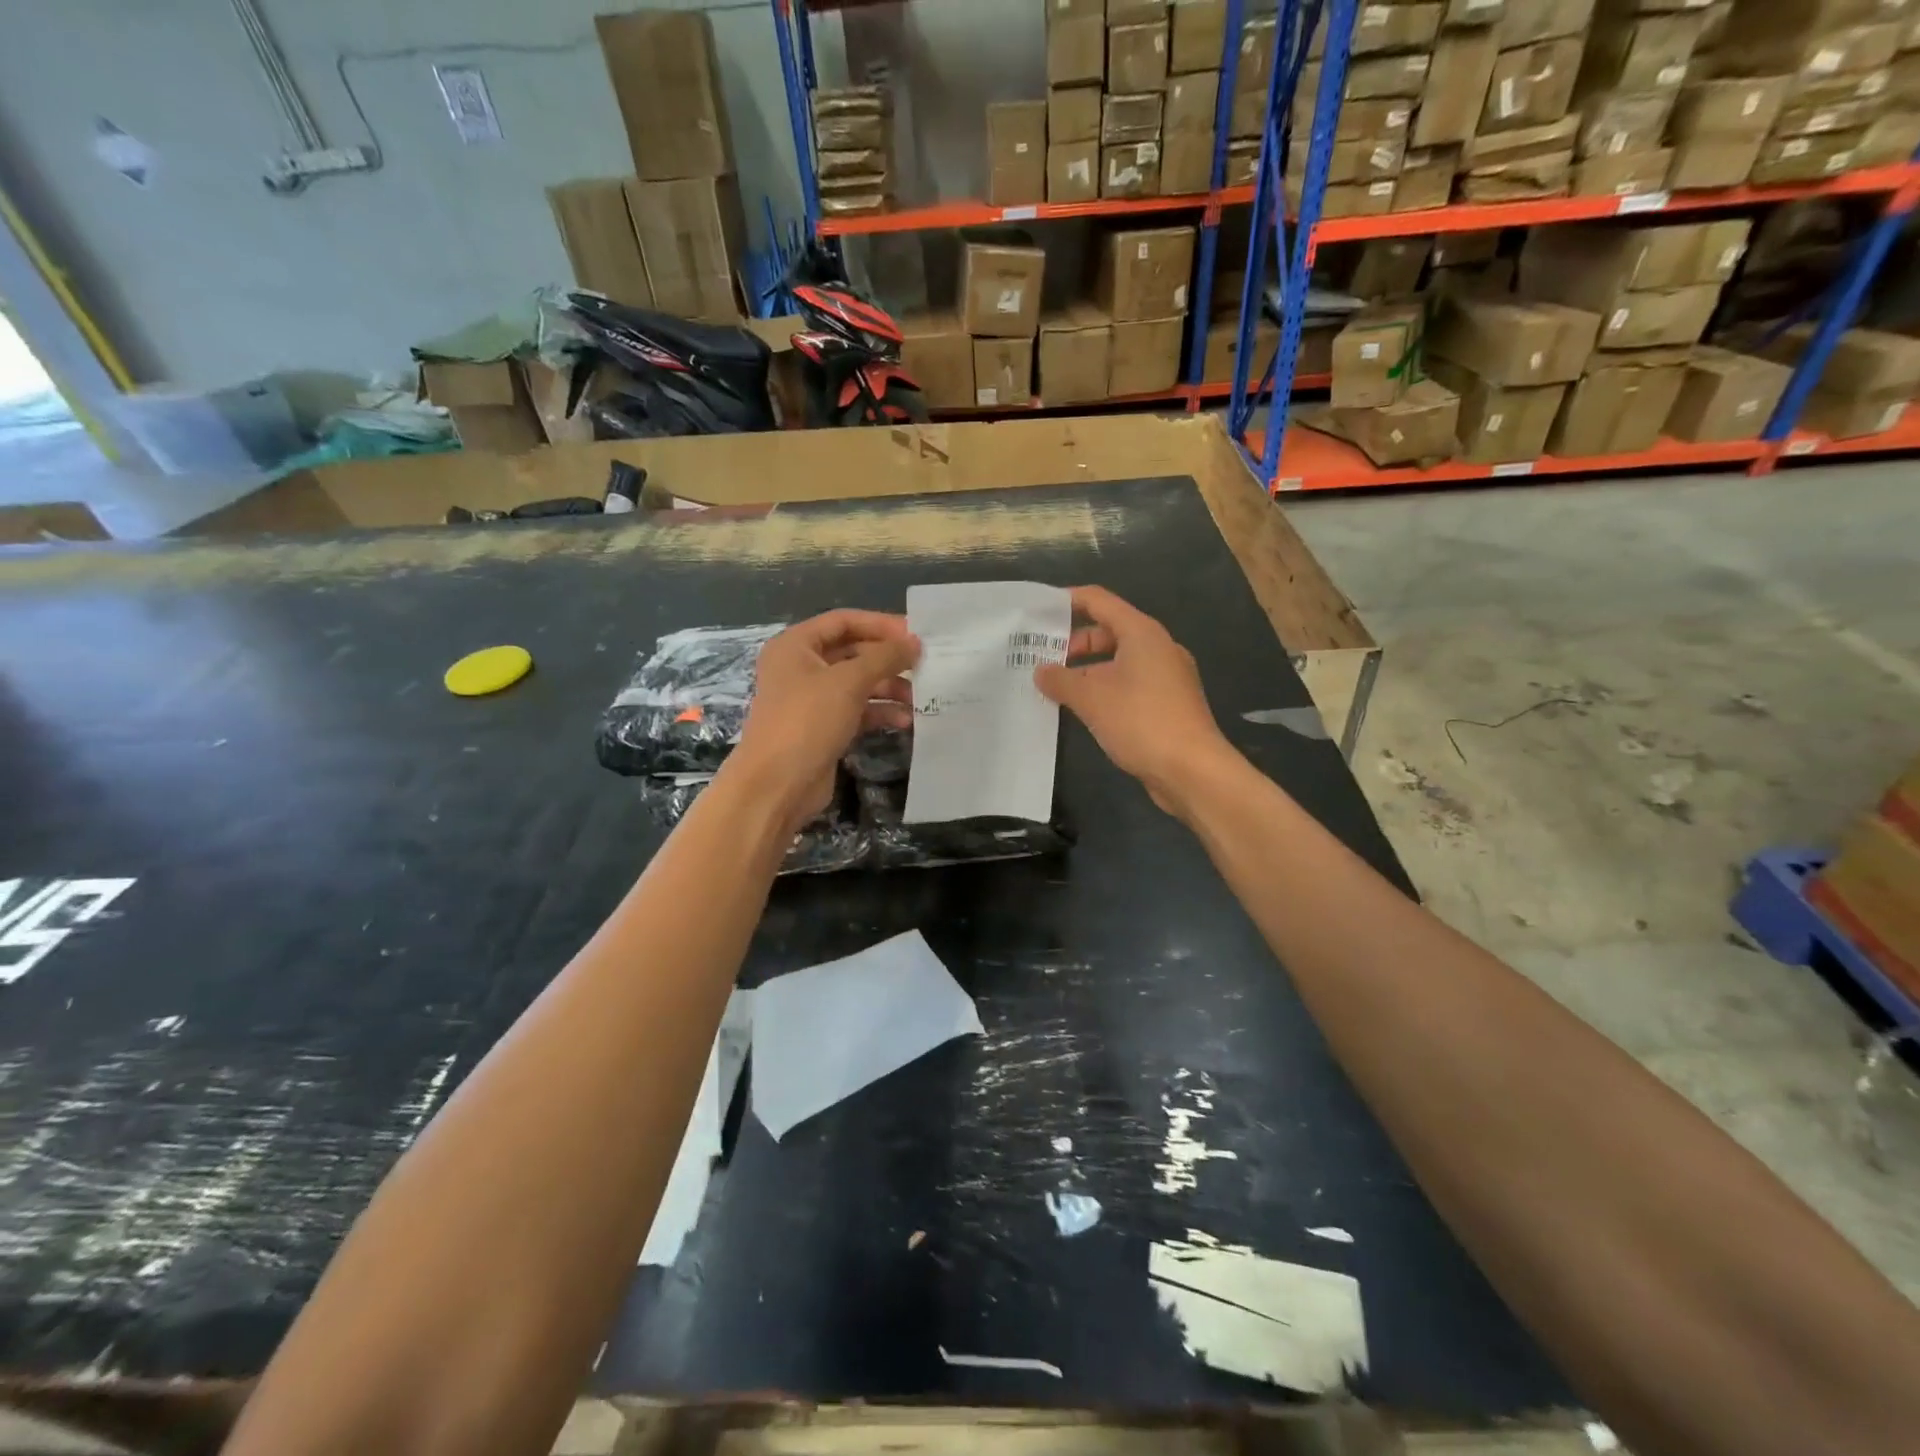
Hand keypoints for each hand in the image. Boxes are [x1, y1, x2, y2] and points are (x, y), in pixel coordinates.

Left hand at [728, 610, 919, 833]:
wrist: (777, 785)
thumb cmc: (807, 721)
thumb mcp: (849, 682)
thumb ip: (885, 657)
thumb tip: (915, 642)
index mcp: (796, 645)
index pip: (844, 621)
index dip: (880, 624)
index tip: (916, 633)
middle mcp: (801, 667)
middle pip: (853, 652)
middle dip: (888, 659)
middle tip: (925, 665)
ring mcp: (812, 699)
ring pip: (858, 683)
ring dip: (889, 687)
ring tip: (919, 697)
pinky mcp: (823, 727)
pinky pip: (857, 710)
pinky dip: (880, 712)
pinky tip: (905, 720)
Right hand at [1035, 587, 1235, 816]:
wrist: (1192, 770)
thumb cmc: (1141, 722)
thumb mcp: (1091, 699)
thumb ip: (1060, 680)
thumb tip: (1040, 672)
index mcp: (1142, 633)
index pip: (1098, 601)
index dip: (1067, 601)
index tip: (1037, 612)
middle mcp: (1157, 647)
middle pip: (1108, 630)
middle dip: (1073, 643)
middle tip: (1041, 659)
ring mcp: (1166, 676)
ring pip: (1118, 660)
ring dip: (1087, 670)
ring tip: (1056, 687)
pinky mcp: (1168, 702)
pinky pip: (1129, 683)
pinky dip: (1104, 688)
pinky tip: (1083, 709)